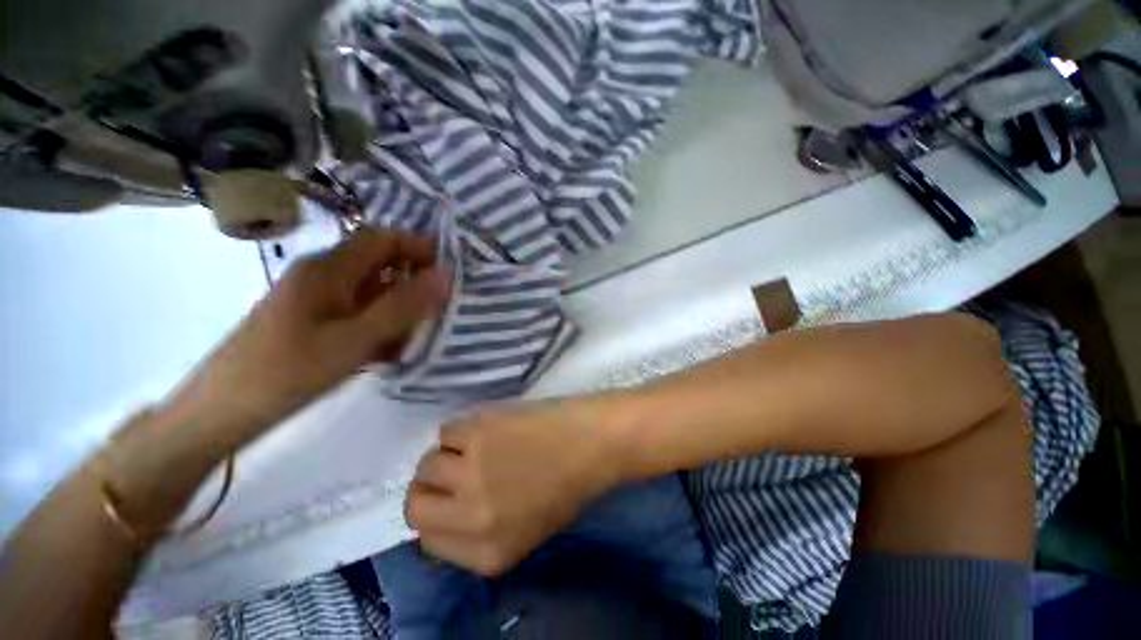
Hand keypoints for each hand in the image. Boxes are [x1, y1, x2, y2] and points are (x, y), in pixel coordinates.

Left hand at [164, 228, 450, 447]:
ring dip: (401, 306)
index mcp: (330, 268)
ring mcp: (318, 299)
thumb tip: (447, 274)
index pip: (383, 238)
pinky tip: (393, 349)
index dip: (419, 247)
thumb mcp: (356, 338)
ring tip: (422, 332)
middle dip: (415, 280)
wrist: (223, 411)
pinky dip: (382, 324)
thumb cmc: (289, 370)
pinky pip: (360, 312)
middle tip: (443, 306)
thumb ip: (404, 305)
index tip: (451, 271)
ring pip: (373, 290)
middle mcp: (324, 275)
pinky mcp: (315, 320)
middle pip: (380, 264)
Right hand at [405, 399, 627, 575]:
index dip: (438, 514)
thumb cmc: (568, 484)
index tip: (450, 497)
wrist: (594, 441)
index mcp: (487, 555)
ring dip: (449, 452)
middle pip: (415, 504)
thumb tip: (444, 511)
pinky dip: (463, 428)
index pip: (428, 541)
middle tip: (454, 467)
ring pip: (428, 462)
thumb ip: (480, 532)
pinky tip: (492, 427)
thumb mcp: (524, 529)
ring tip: (483, 444)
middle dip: (430, 487)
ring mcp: (470, 473)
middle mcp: (472, 520)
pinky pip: (446, 430)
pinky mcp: (476, 433)